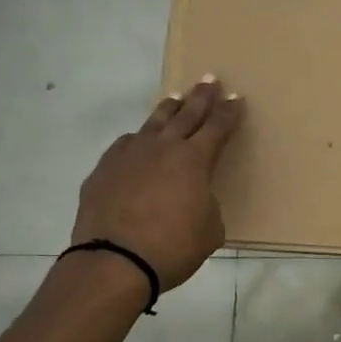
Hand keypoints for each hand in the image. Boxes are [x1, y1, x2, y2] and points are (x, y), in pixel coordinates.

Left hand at [72, 77, 244, 290]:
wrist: (115, 262)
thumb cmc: (173, 247)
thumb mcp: (209, 230)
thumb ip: (207, 205)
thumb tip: (196, 199)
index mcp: (195, 160)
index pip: (218, 127)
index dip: (229, 112)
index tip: (236, 97)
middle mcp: (163, 148)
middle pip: (187, 113)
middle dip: (201, 96)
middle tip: (209, 79)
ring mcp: (130, 155)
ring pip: (154, 123)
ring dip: (168, 109)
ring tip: (175, 98)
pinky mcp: (104, 169)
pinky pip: (125, 145)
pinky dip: (137, 140)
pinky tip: (137, 141)